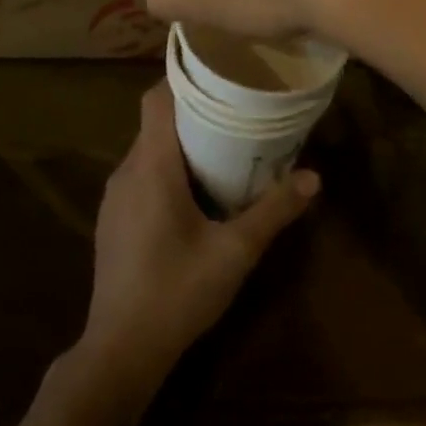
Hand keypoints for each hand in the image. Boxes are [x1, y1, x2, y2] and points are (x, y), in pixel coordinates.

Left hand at [79, 83, 317, 397]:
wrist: (120, 350)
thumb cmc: (177, 292)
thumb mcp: (235, 252)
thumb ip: (274, 211)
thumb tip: (313, 177)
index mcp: (152, 167)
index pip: (156, 99)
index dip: (183, 79)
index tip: (219, 75)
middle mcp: (126, 172)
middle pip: (155, 122)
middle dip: (193, 113)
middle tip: (236, 113)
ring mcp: (114, 197)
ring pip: (147, 150)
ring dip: (180, 144)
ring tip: (221, 148)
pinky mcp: (112, 219)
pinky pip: (140, 175)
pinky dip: (166, 169)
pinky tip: (193, 194)